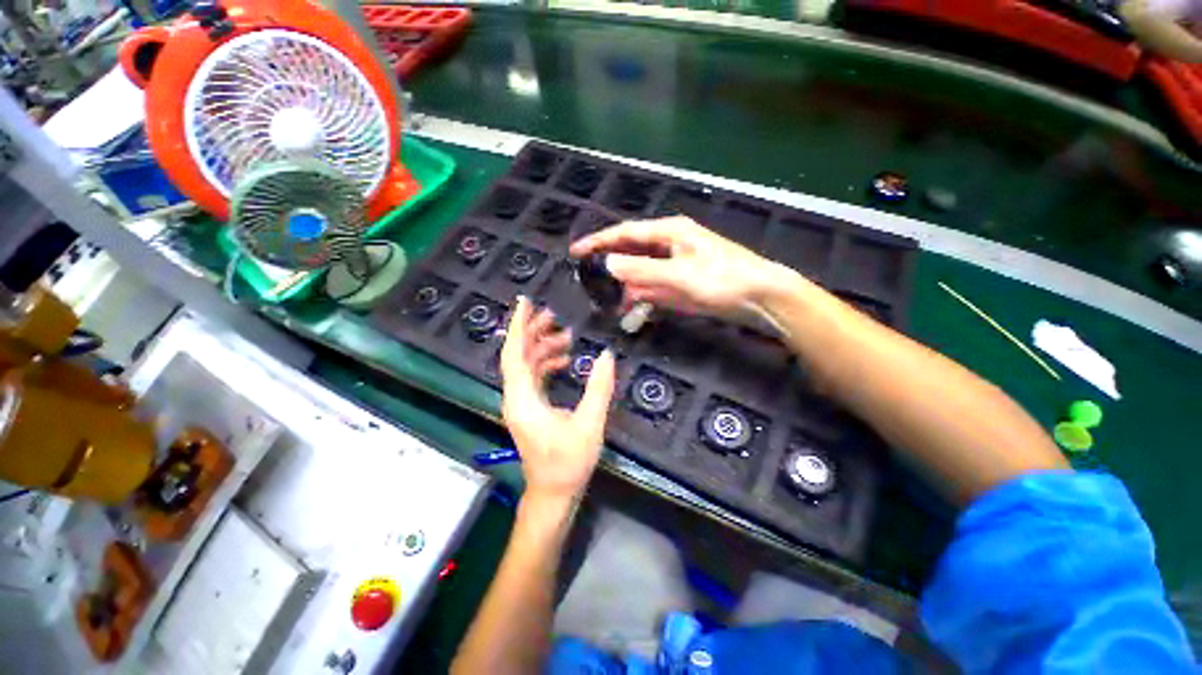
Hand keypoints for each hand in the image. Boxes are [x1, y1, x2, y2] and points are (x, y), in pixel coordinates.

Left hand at [500, 297, 616, 501]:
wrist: (553, 494)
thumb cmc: (569, 462)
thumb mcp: (589, 424)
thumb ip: (599, 387)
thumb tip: (606, 354)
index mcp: (523, 399)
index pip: (515, 354)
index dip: (519, 326)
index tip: (525, 302)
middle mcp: (516, 397)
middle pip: (518, 355)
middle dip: (533, 331)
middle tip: (554, 315)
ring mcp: (521, 403)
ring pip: (526, 365)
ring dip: (542, 347)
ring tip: (566, 336)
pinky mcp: (529, 408)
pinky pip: (533, 377)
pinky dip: (547, 364)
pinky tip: (566, 360)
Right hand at [569, 216, 788, 319]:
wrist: (761, 298)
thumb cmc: (723, 280)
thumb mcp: (680, 275)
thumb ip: (642, 270)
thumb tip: (608, 264)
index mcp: (669, 232)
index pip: (625, 233)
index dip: (599, 242)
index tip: (576, 252)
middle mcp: (670, 243)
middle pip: (632, 250)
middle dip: (610, 264)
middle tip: (587, 277)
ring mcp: (676, 263)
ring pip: (642, 270)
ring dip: (625, 283)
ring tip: (606, 298)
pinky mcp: (682, 281)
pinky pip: (654, 285)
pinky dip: (641, 294)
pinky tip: (631, 306)